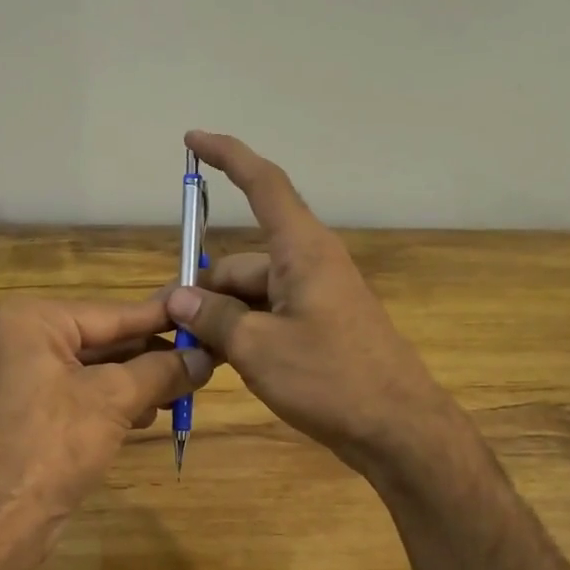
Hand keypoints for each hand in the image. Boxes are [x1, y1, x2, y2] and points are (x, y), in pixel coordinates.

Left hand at [0, 296, 213, 533]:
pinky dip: (115, 402)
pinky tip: (148, 415)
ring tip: (185, 390)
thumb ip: (162, 371)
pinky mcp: (28, 413)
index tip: (205, 314)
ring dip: (139, 381)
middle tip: (205, 359)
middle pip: (105, 339)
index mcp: (33, 320)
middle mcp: (22, 339)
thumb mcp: (114, 400)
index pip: (114, 313)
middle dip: (153, 355)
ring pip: (96, 370)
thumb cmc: (50, 446)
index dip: (164, 318)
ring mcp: (22, 378)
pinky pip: (81, 394)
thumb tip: (205, 357)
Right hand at [164, 131, 458, 476]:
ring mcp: (315, 298)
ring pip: (251, 294)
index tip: (193, 140)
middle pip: (241, 261)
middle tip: (171, 327)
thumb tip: (180, 299)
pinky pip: (268, 316)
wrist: (398, 430)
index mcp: (302, 251)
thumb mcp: (258, 349)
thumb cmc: (331, 379)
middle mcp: (309, 265)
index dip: (228, 157)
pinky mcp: (319, 328)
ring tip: (198, 357)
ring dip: (222, 319)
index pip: (263, 184)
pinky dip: (244, 333)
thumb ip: (214, 319)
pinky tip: (225, 364)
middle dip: (205, 289)